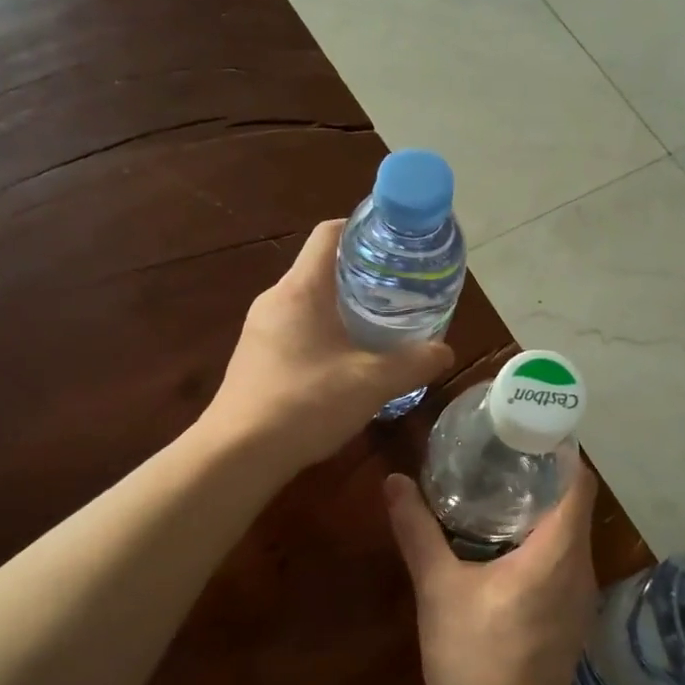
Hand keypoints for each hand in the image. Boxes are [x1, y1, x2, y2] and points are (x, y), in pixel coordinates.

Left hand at [204, 220, 452, 473]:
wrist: (239, 453)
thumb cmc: (305, 404)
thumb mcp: (372, 383)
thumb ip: (414, 363)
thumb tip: (445, 352)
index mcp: (301, 289)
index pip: (330, 234)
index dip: (364, 231)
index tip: (397, 247)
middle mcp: (275, 299)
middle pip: (323, 269)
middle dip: (363, 275)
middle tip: (401, 292)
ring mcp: (260, 329)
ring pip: (310, 303)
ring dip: (344, 309)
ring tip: (381, 327)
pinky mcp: (255, 358)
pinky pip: (297, 330)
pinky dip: (325, 334)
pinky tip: (347, 364)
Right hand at [383, 460, 598, 684]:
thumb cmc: (474, 658)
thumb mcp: (438, 589)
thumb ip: (417, 531)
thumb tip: (393, 482)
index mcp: (558, 551)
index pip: (576, 479)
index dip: (557, 447)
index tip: (523, 427)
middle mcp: (581, 568)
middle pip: (573, 503)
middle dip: (540, 473)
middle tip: (497, 452)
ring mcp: (580, 597)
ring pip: (569, 534)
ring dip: (539, 509)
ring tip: (494, 489)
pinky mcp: (571, 619)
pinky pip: (563, 561)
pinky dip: (540, 541)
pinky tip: (500, 545)